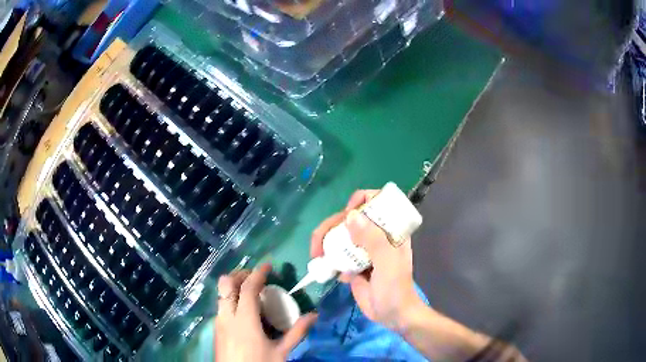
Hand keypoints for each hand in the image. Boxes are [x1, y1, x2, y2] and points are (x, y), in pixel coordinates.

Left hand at [214, 264, 317, 361]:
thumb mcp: (281, 352)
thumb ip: (296, 333)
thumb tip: (314, 315)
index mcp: (244, 320)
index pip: (247, 288)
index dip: (257, 273)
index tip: (268, 265)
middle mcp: (226, 316)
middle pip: (226, 284)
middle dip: (240, 274)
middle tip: (257, 277)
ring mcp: (218, 322)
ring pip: (221, 293)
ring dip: (234, 286)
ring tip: (251, 291)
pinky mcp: (216, 328)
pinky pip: (221, 305)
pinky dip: (230, 298)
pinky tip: (243, 310)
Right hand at [311, 190, 423, 329]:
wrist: (391, 315)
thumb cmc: (395, 287)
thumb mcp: (388, 262)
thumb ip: (373, 239)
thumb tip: (349, 215)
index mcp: (389, 229)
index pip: (375, 201)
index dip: (360, 201)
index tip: (347, 214)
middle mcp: (375, 235)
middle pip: (348, 218)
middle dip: (330, 227)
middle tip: (318, 245)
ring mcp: (362, 249)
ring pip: (339, 235)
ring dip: (326, 243)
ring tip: (317, 257)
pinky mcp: (353, 264)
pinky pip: (337, 255)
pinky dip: (331, 261)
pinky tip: (337, 276)